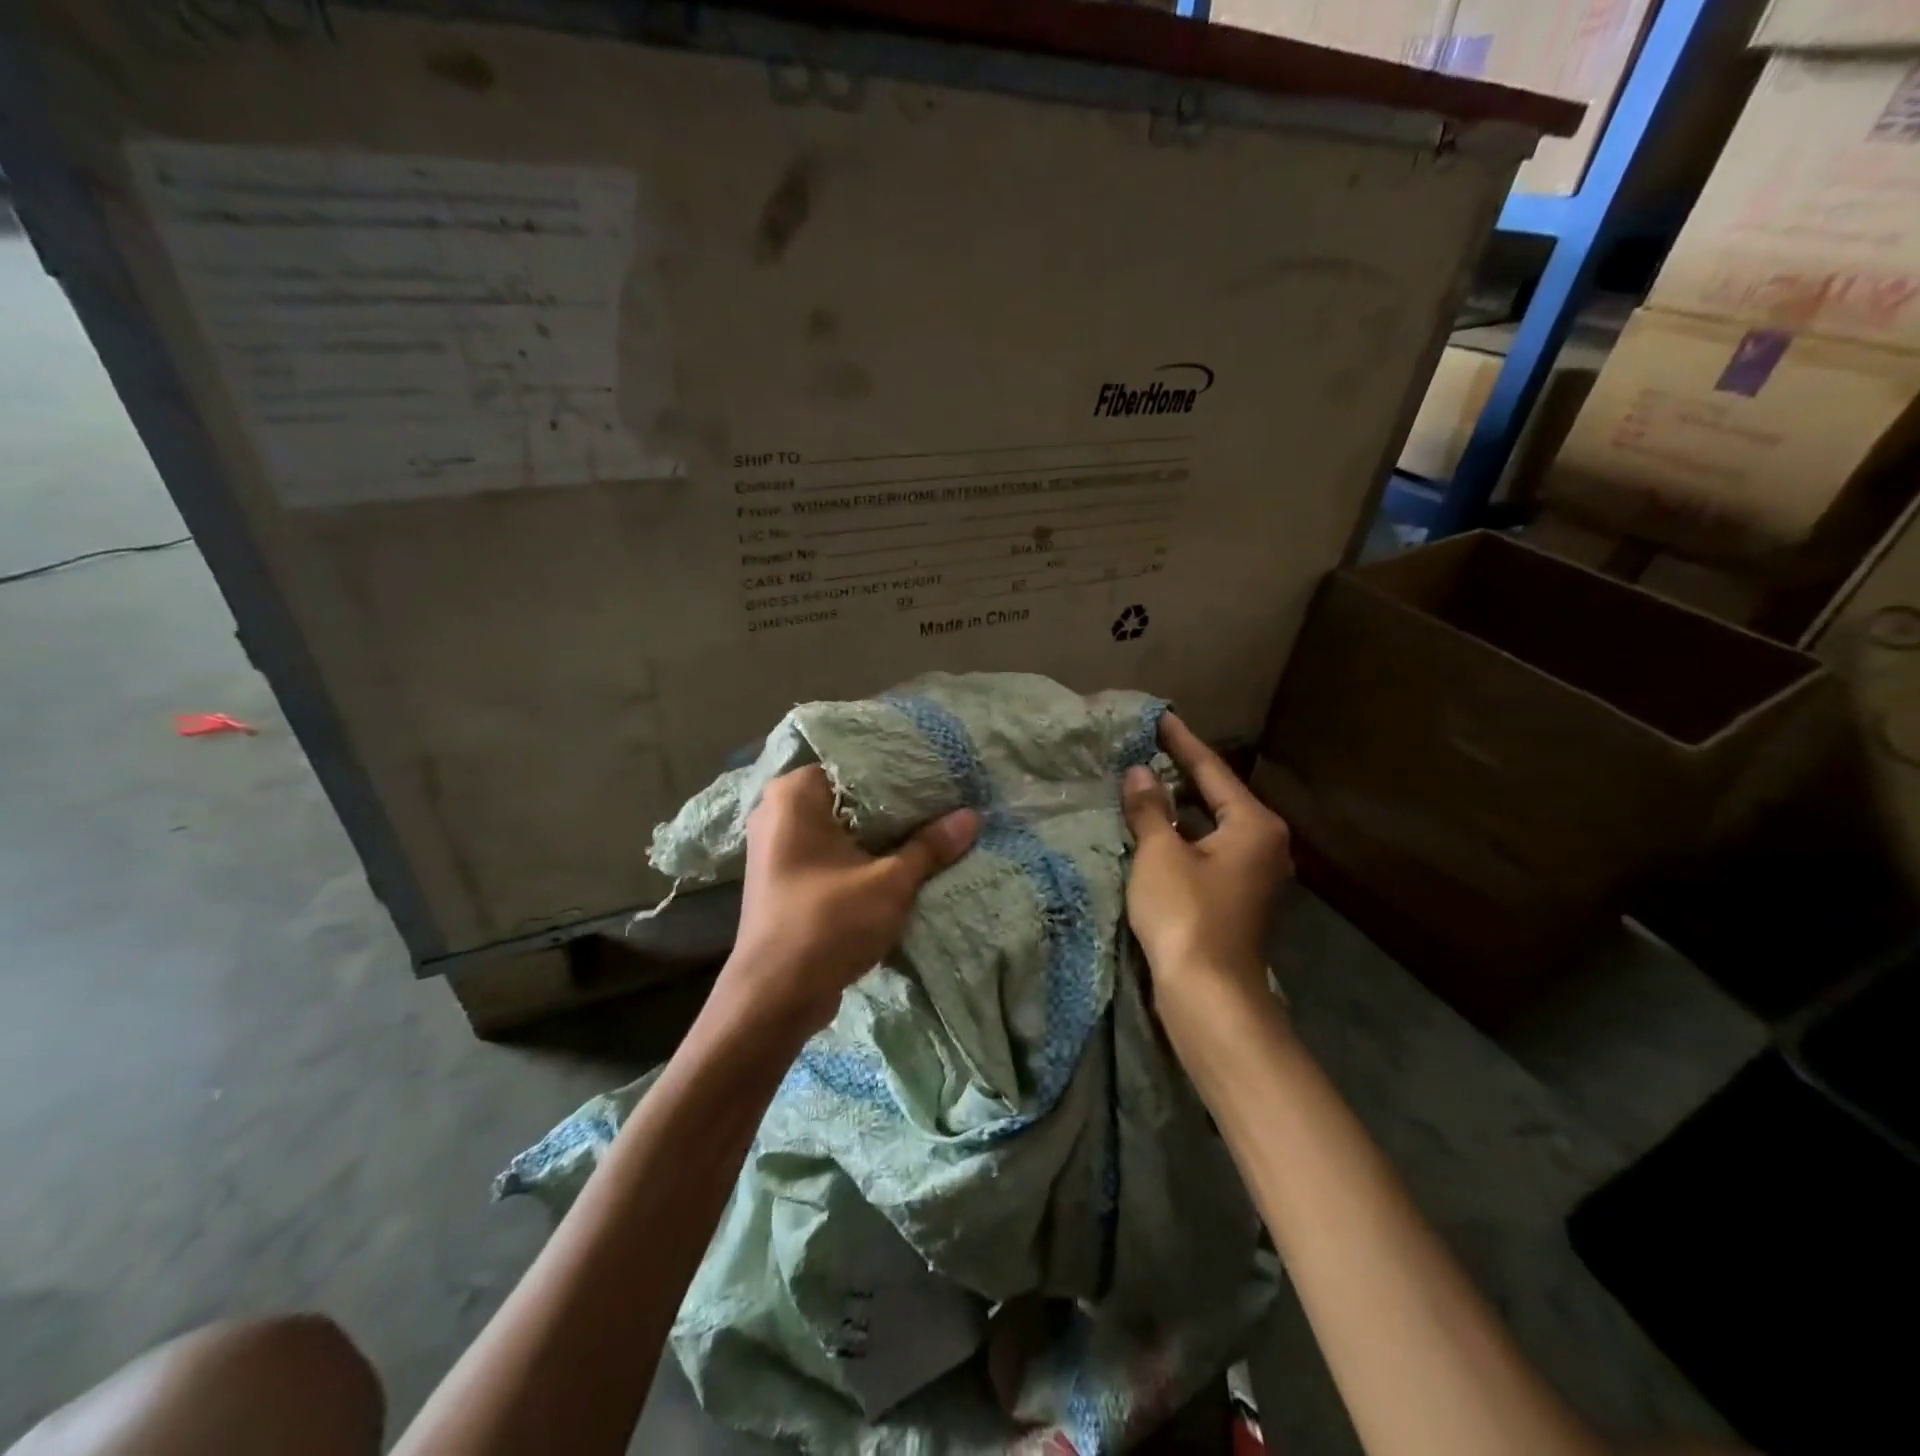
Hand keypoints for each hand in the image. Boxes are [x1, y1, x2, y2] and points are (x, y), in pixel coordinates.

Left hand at [720, 765, 979, 1036]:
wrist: (773, 998)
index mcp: (794, 794)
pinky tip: (899, 861)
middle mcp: (778, 811)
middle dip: (894, 805)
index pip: (856, 764)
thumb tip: (972, 816)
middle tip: (943, 802)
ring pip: (842, 827)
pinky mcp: (784, 876)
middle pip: (850, 796)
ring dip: (880, 834)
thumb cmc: (827, 924)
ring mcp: (777, 846)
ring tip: (930, 828)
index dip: (900, 771)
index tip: (939, 777)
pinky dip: (860, 855)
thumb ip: (930, 846)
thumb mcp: (890, 883)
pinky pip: (830, 851)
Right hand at [1121, 715, 1292, 1015]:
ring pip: (1212, 826)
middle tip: (1146, 748)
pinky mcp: (1238, 898)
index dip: (1182, 743)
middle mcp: (1265, 844)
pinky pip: (1209, 850)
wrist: (1209, 994)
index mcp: (1254, 825)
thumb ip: (1149, 809)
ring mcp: (1255, 874)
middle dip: (1181, 774)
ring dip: (1179, 808)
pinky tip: (1155, 830)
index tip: (1160, 717)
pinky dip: (1183, 836)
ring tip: (1144, 783)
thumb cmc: (1186, 914)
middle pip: (1217, 797)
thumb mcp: (1160, 854)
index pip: (1212, 771)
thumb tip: (1138, 773)